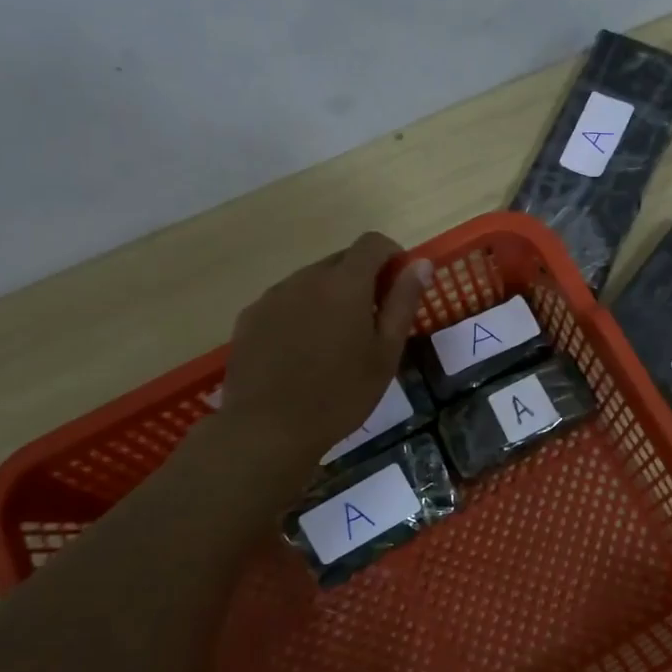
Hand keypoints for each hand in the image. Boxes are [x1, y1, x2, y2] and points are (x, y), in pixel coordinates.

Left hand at [210, 232, 432, 472]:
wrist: (267, 429)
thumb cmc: (340, 394)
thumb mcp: (385, 353)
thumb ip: (403, 302)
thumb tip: (421, 263)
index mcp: (345, 283)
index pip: (372, 242)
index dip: (391, 256)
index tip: (399, 286)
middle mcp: (306, 278)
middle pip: (341, 260)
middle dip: (362, 279)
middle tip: (370, 323)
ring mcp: (273, 295)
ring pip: (312, 280)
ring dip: (330, 296)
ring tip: (334, 342)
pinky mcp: (250, 316)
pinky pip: (285, 300)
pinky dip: (301, 312)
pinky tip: (301, 352)